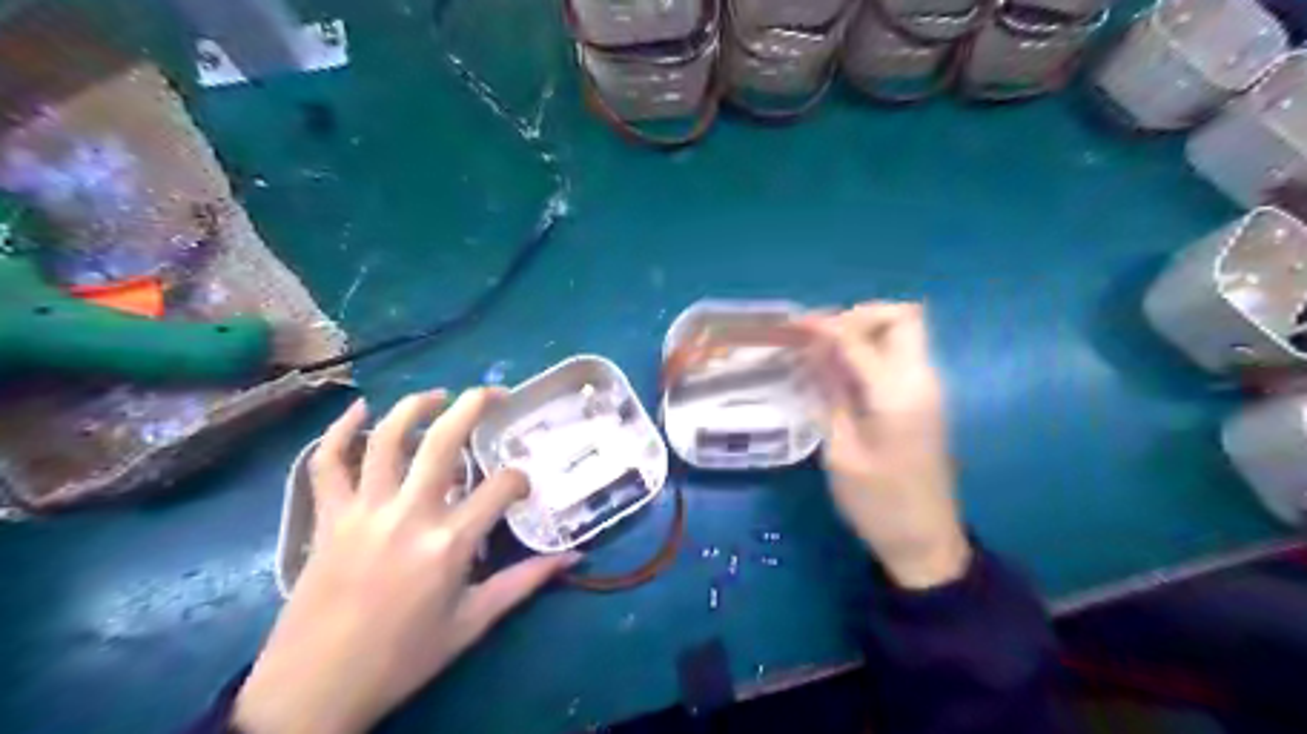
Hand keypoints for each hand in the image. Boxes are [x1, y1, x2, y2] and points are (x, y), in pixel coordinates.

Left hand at [235, 389, 582, 733]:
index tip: (522, 488)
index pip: (500, 488)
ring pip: (386, 440)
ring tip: (438, 396)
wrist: (314, 690)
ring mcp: (363, 511)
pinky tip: (359, 411)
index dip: (520, 479)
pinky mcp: (328, 517)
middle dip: (473, 406)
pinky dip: (340, 431)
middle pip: (442, 442)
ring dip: (414, 407)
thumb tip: (574, 558)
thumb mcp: (472, 623)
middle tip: (493, 393)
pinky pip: (328, 464)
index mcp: (449, 544)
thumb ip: (524, 582)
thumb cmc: (401, 658)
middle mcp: (408, 515)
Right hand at [802, 305, 973, 591]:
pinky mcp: (925, 400)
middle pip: (902, 317)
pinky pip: (902, 354)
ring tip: (825, 348)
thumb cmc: (878, 504)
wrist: (926, 541)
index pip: (861, 339)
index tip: (795, 324)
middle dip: (859, 315)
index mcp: (898, 395)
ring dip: (866, 329)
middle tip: (821, 335)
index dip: (826, 325)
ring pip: (904, 331)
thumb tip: (815, 355)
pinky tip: (843, 369)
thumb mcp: (841, 453)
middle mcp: (921, 381)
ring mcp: (929, 389)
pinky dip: (873, 348)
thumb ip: (830, 396)